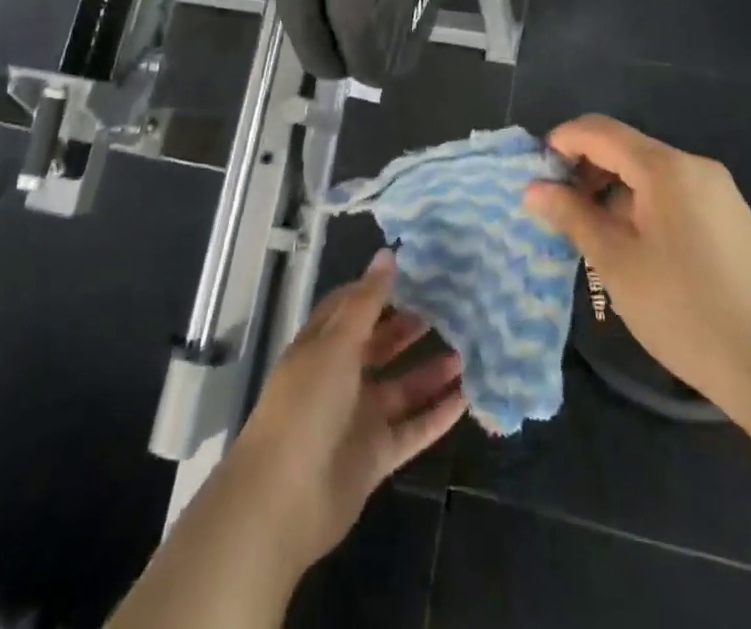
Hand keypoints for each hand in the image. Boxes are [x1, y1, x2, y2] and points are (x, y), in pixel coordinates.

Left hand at [223, 250, 465, 573]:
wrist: (284, 498)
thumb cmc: (306, 403)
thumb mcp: (336, 342)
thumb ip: (367, 301)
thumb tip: (388, 253)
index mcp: (322, 344)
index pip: (352, 306)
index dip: (379, 289)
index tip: (416, 273)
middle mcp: (340, 376)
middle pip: (380, 345)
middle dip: (410, 328)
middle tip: (450, 309)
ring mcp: (358, 417)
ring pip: (401, 387)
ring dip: (430, 371)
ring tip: (467, 352)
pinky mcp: (375, 455)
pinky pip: (412, 429)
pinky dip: (436, 415)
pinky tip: (466, 399)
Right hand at [524, 115, 750, 413]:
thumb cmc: (685, 310)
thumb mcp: (616, 262)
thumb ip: (572, 215)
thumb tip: (534, 189)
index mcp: (665, 168)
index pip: (600, 130)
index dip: (562, 142)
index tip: (536, 175)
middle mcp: (695, 166)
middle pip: (626, 148)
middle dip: (586, 169)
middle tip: (560, 210)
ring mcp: (720, 192)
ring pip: (650, 173)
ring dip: (613, 189)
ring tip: (594, 233)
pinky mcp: (734, 218)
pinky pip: (675, 193)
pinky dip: (643, 204)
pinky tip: (637, 248)